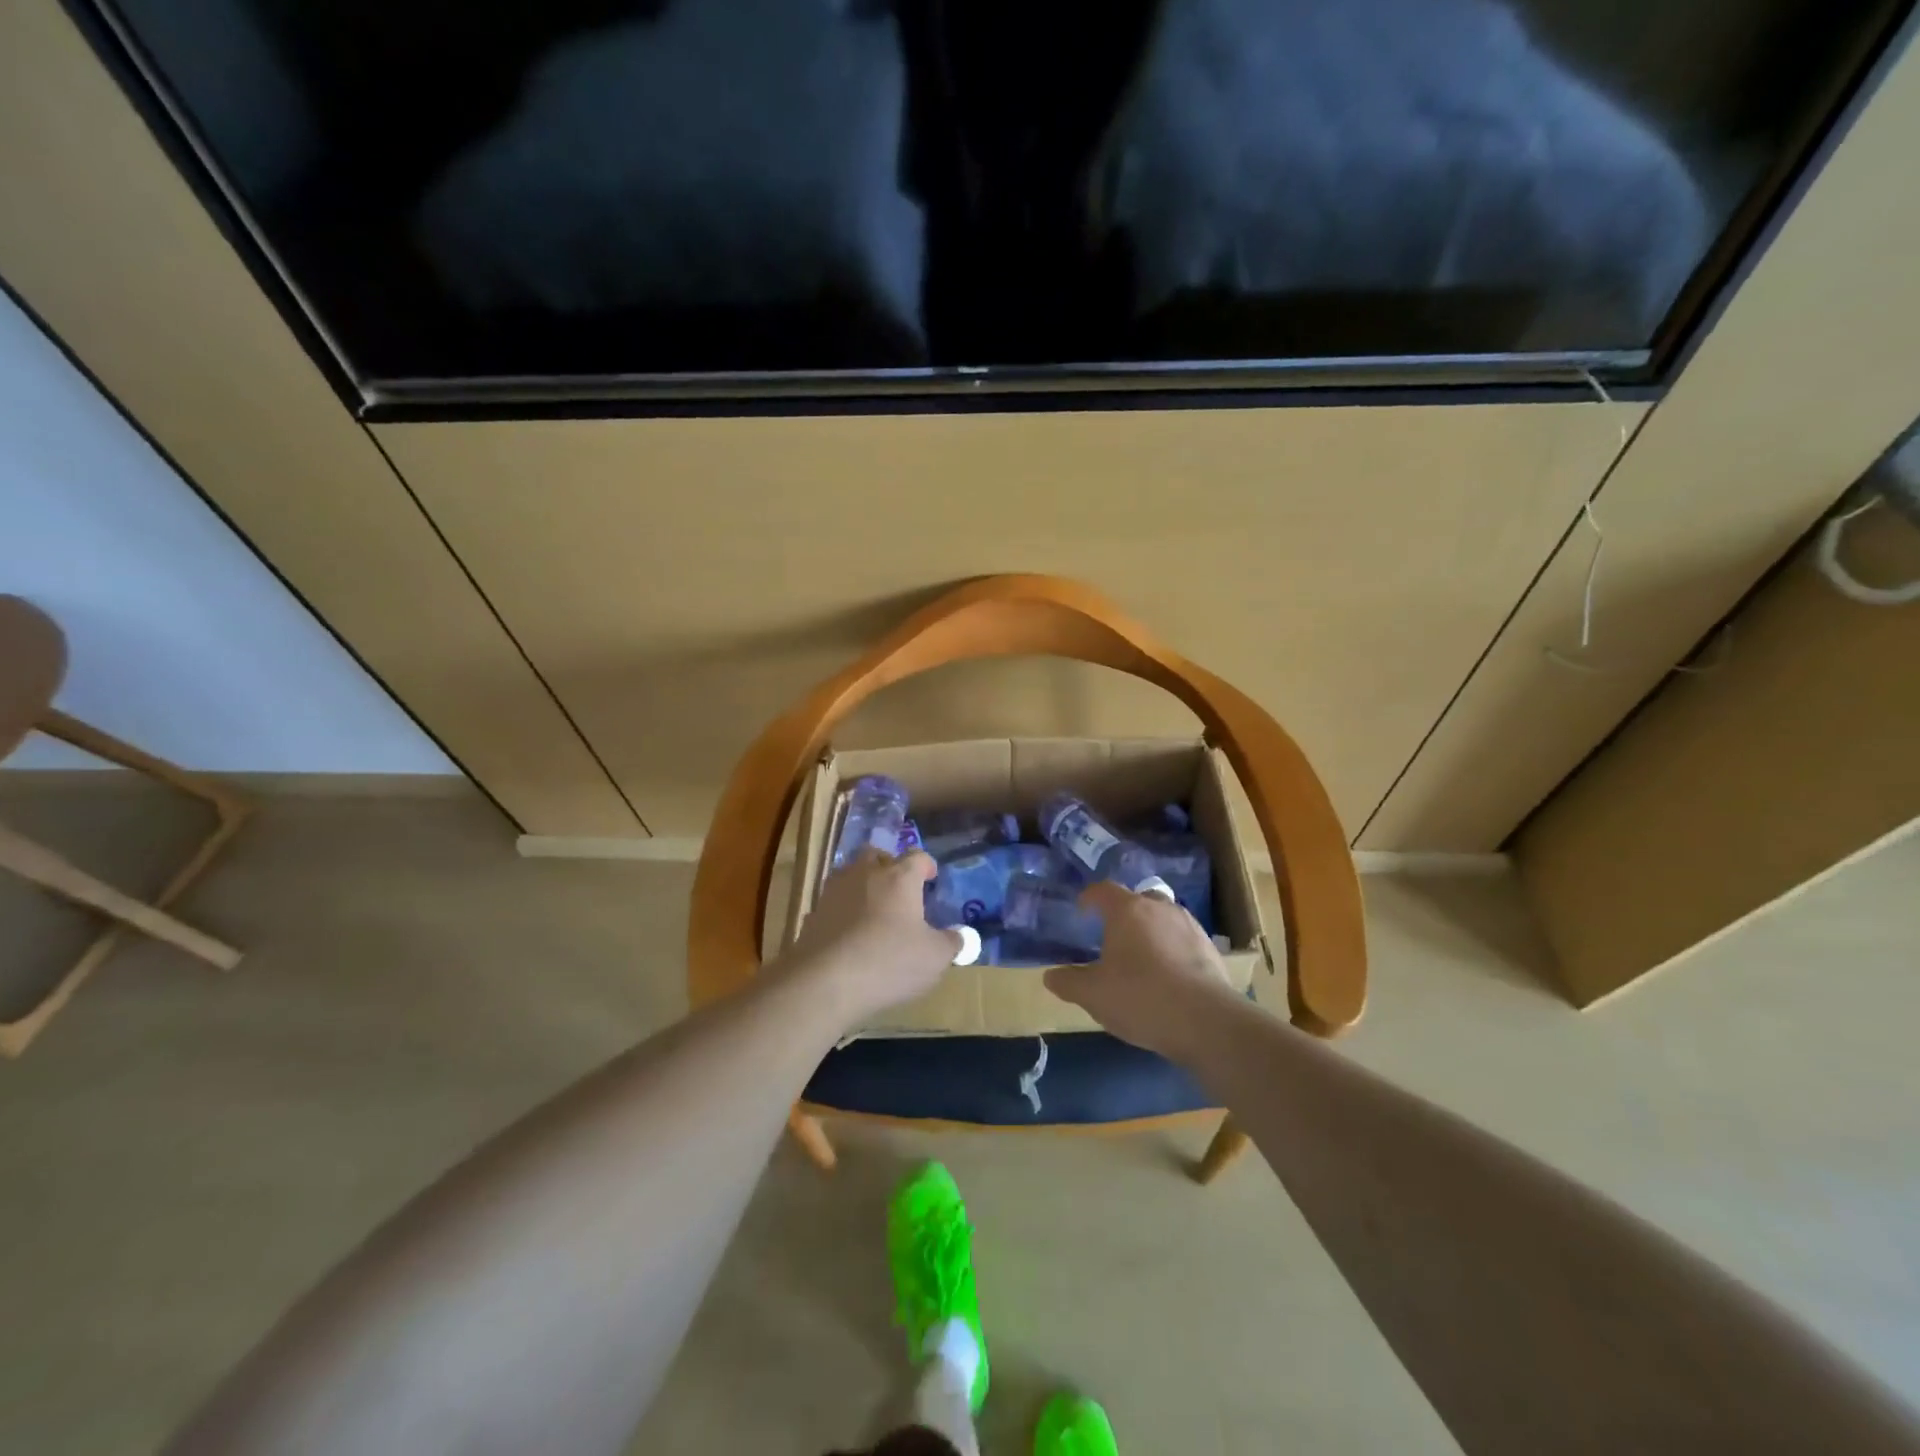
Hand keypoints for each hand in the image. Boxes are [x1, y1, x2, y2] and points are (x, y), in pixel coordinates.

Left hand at [783, 850, 963, 1026]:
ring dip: (862, 885)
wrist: (825, 981)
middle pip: (877, 855)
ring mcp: (834, 892)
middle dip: (889, 865)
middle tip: (899, 887)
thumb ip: (951, 943)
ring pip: (850, 874)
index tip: (931, 877)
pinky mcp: (813, 914)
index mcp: (899, 878)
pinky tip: (849, 934)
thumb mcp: (934, 958)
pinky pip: (833, 903)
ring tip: (873, 908)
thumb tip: (960, 936)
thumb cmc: (890, 962)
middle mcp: (865, 874)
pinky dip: (843, 911)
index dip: (926, 865)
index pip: (917, 857)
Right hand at [1045, 883, 1238, 1064]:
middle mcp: (1159, 908)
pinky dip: (1172, 949)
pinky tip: (1168, 976)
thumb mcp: (1093, 995)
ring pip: (1164, 918)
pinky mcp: (1210, 948)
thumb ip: (1068, 982)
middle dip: (1124, 912)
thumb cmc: (1140, 997)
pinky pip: (1183, 939)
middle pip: (1138, 899)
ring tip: (1142, 958)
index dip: (1089, 898)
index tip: (1081, 911)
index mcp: (1127, 910)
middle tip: (1112, 936)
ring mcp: (1189, 926)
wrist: (1205, 1021)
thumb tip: (1050, 976)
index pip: (1103, 890)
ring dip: (1151, 930)